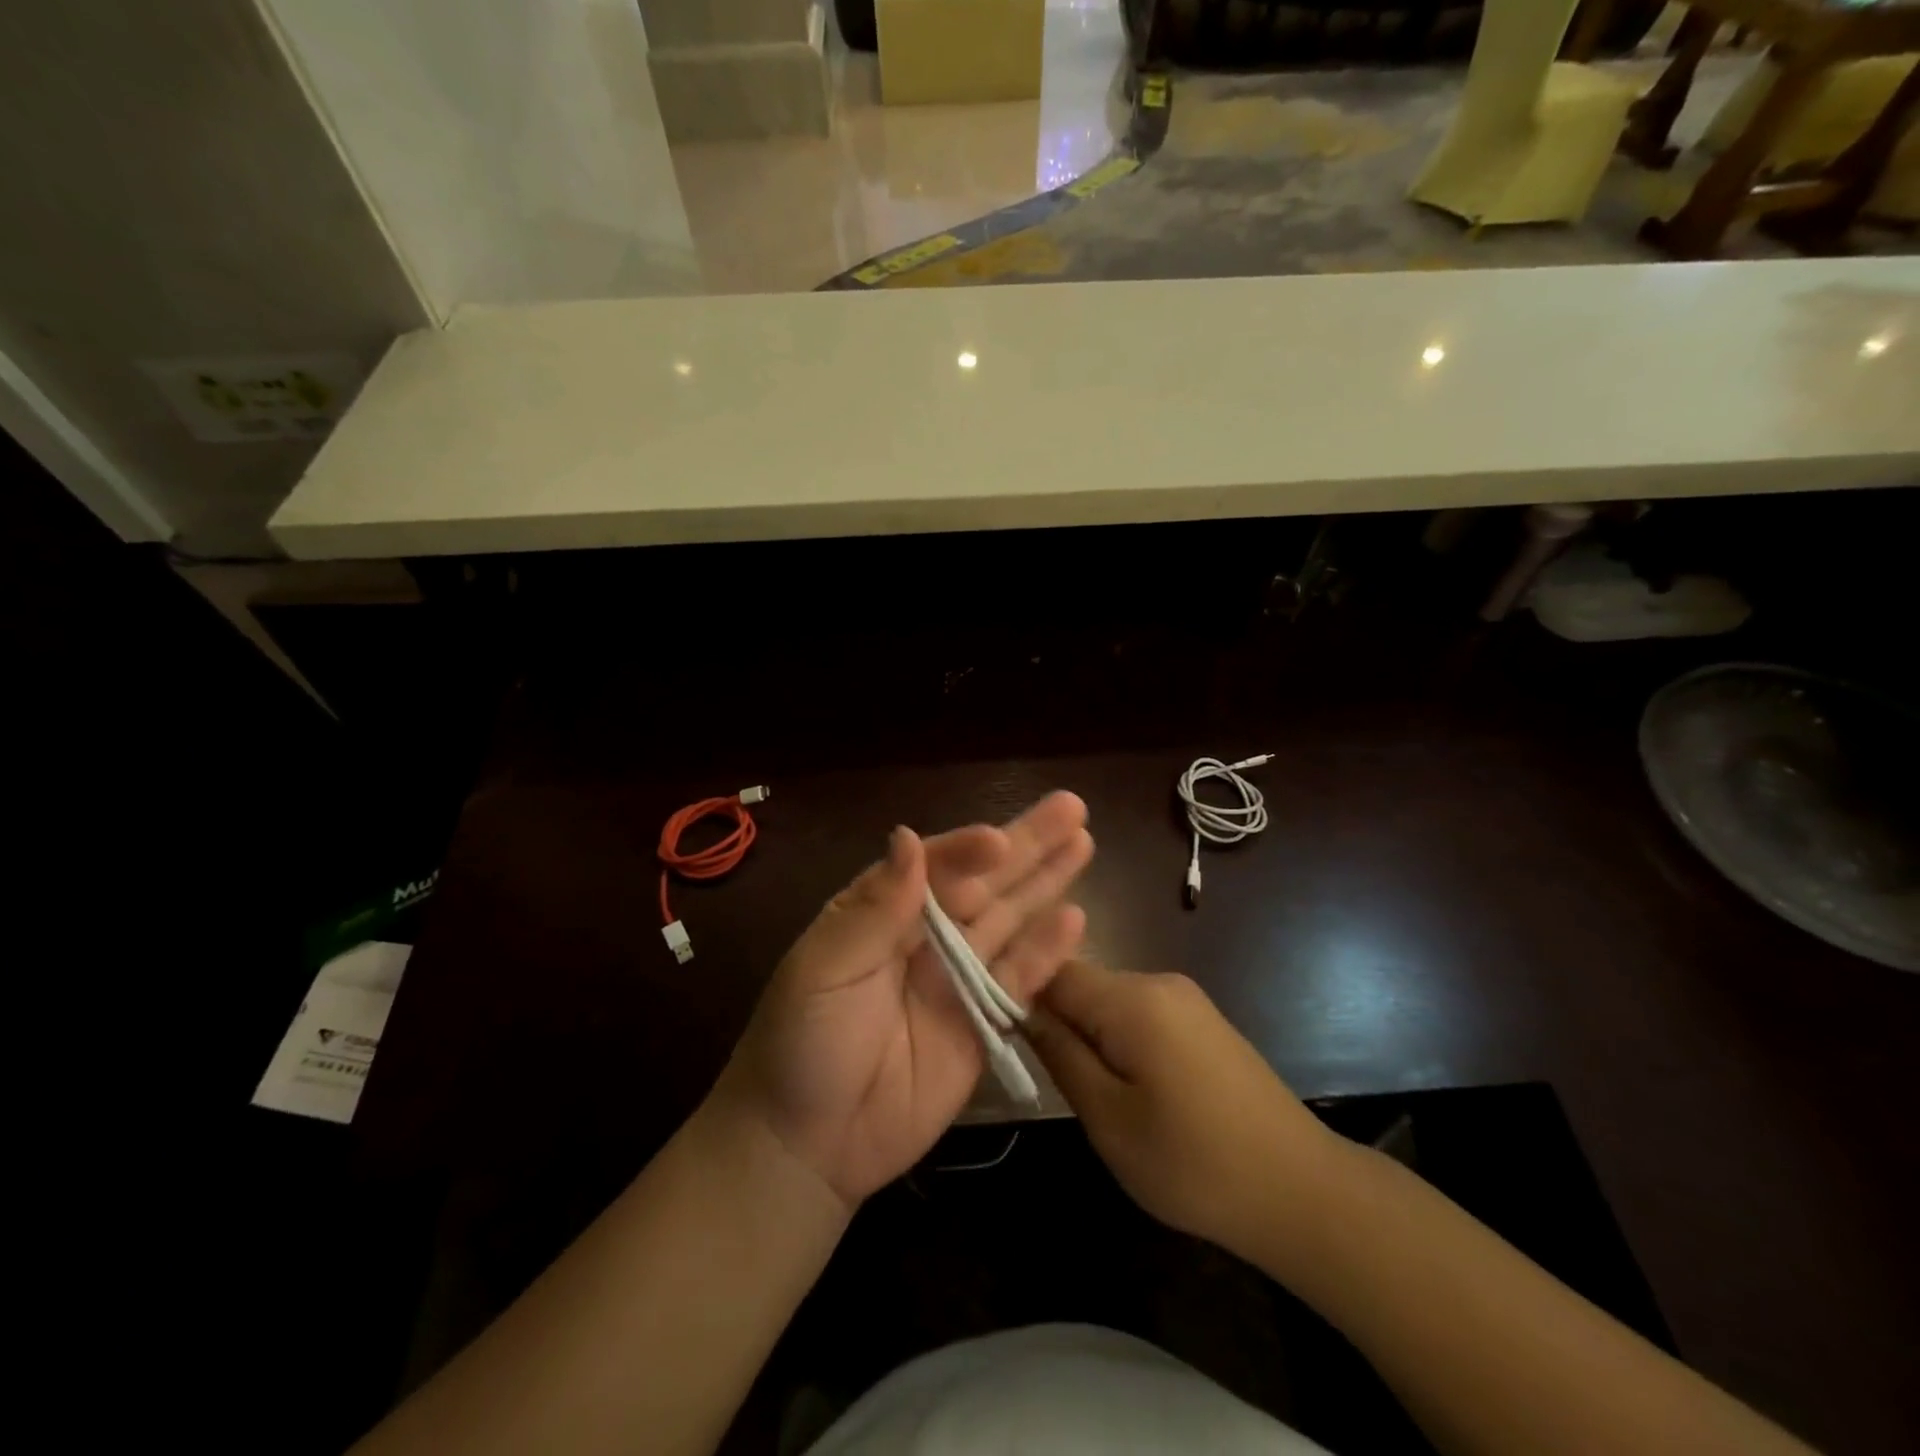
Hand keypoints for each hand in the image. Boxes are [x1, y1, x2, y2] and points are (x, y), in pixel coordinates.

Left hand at [714, 792, 1092, 1209]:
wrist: (807, 1143)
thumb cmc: (802, 1042)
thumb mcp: (823, 969)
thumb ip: (875, 908)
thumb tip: (908, 838)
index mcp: (882, 909)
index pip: (933, 866)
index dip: (967, 850)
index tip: (998, 841)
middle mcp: (926, 933)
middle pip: (984, 881)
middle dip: (1026, 845)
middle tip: (1071, 807)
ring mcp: (957, 976)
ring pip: (1009, 919)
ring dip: (1046, 882)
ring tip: (1083, 842)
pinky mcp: (982, 1022)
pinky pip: (1018, 980)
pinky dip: (1046, 952)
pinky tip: (1075, 918)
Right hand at [1026, 959, 1334, 1259]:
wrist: (1302, 1191)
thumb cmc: (1194, 1162)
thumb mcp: (1109, 1119)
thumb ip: (1061, 1054)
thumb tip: (1020, 1009)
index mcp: (1133, 998)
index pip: (1053, 969)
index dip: (1020, 992)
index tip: (998, 1031)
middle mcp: (1159, 981)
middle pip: (1083, 982)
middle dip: (1057, 1019)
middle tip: (1046, 1075)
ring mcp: (1185, 998)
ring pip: (1110, 1000)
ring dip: (1089, 1033)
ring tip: (1087, 1089)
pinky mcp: (1202, 1020)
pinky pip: (1140, 1013)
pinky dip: (1119, 1039)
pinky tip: (1129, 1085)